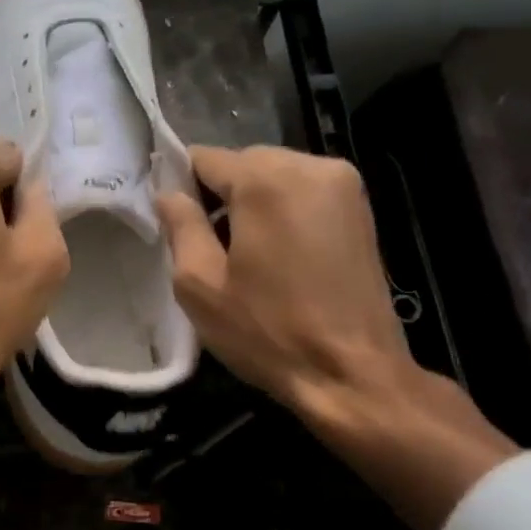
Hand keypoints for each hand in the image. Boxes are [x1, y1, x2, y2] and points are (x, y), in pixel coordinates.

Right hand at [155, 146, 409, 418]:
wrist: (351, 372)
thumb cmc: (267, 331)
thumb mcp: (200, 285)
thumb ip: (180, 227)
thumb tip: (168, 194)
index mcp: (266, 180)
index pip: (205, 158)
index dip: (181, 187)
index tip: (175, 225)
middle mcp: (311, 166)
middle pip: (244, 163)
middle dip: (220, 196)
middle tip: (209, 248)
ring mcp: (344, 185)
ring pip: (276, 177)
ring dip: (253, 205)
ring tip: (246, 257)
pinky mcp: (362, 209)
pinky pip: (305, 194)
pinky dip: (283, 213)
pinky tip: (279, 257)